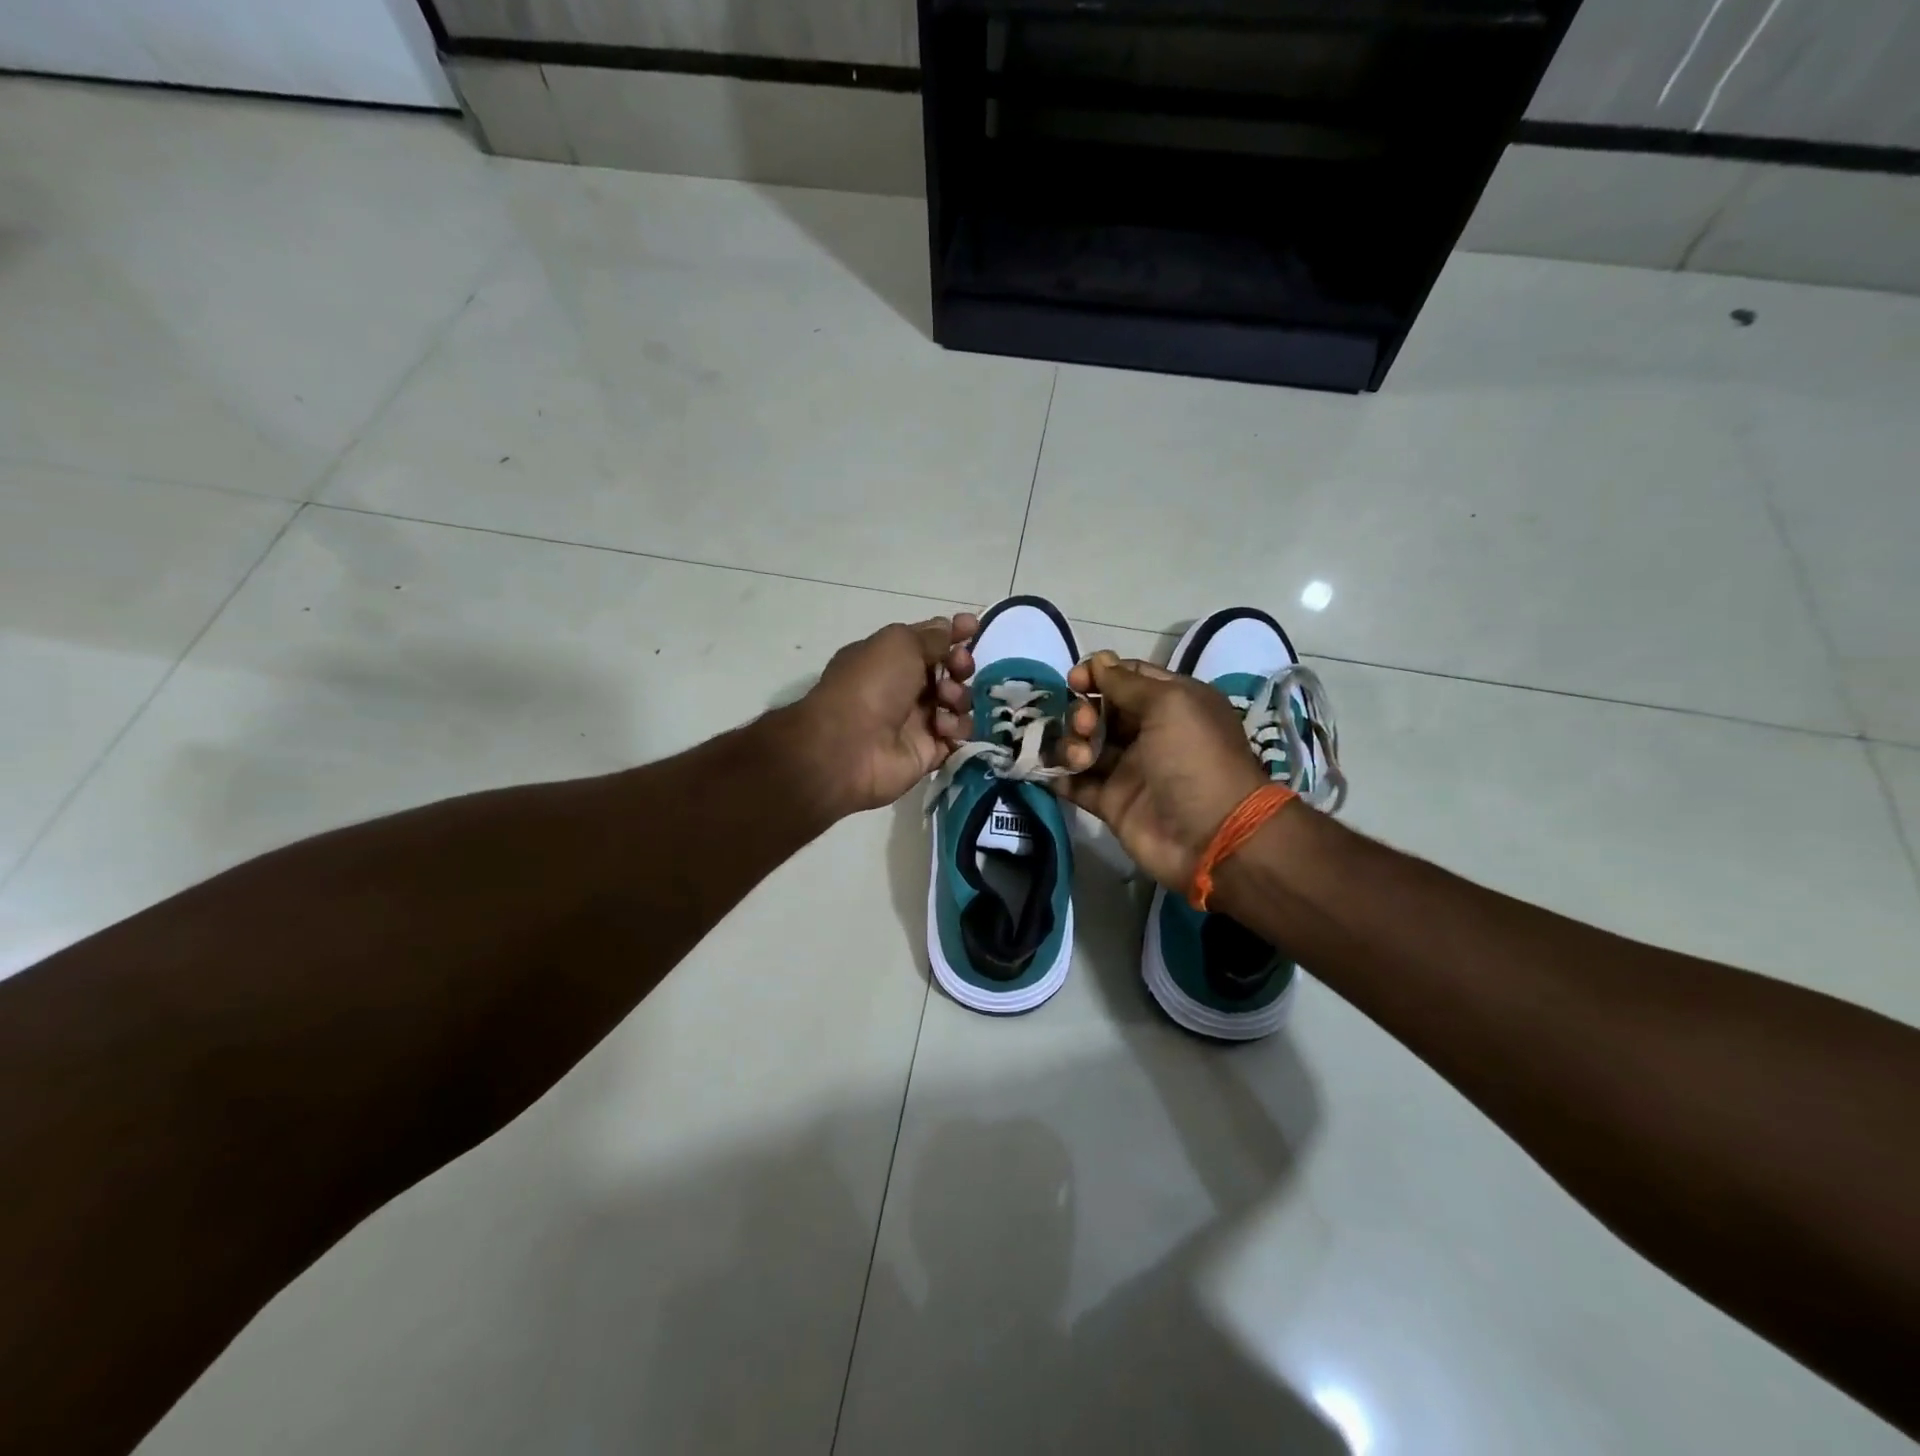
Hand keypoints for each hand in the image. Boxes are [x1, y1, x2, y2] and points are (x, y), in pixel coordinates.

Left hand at [789, 615, 978, 817]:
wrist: (849, 747)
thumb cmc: (871, 685)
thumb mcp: (899, 643)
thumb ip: (931, 636)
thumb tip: (950, 628)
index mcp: (889, 659)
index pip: (928, 642)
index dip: (953, 633)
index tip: (973, 628)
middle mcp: (902, 688)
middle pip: (948, 672)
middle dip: (960, 665)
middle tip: (958, 668)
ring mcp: (916, 722)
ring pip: (957, 704)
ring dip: (959, 697)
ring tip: (945, 702)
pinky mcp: (927, 752)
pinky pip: (957, 736)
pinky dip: (956, 729)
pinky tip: (942, 729)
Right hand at [1051, 652, 1268, 891]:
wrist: (1211, 836)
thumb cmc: (1195, 759)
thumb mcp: (1170, 705)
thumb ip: (1127, 682)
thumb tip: (1098, 661)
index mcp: (1172, 703)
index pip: (1127, 677)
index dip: (1099, 674)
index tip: (1076, 681)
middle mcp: (1149, 733)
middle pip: (1101, 710)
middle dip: (1083, 711)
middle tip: (1085, 726)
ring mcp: (1129, 769)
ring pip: (1085, 744)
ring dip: (1071, 743)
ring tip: (1080, 758)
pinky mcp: (1111, 802)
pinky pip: (1076, 783)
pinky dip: (1059, 776)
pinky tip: (1047, 772)